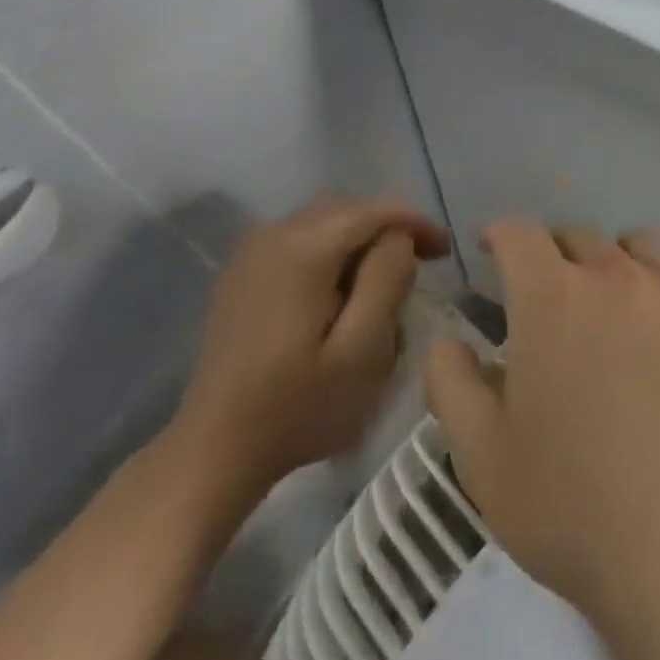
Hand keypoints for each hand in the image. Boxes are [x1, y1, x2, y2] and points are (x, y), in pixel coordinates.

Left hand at [171, 197, 449, 489]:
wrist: (214, 450)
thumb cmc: (298, 407)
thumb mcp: (362, 351)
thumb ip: (388, 281)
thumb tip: (398, 239)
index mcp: (303, 248)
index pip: (373, 211)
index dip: (415, 222)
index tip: (445, 251)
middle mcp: (273, 234)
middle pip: (347, 209)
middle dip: (389, 227)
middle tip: (424, 260)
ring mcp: (251, 253)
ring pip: (323, 222)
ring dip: (361, 238)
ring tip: (388, 274)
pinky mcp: (241, 274)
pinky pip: (299, 240)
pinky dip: (332, 250)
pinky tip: (343, 287)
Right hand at [425, 221, 659, 659]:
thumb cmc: (572, 507)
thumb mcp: (480, 455)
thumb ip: (450, 382)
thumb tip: (448, 340)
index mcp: (552, 296)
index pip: (519, 232)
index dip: (501, 236)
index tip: (494, 253)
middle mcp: (617, 276)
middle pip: (579, 237)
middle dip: (555, 256)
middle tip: (551, 301)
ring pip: (642, 249)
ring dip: (618, 266)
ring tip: (617, 313)